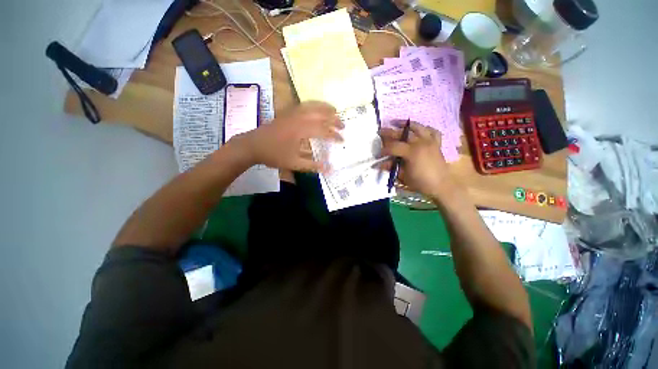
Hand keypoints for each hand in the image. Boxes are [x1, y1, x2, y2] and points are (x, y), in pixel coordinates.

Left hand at [237, 101, 343, 171]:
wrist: (252, 145)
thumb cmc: (273, 155)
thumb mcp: (294, 163)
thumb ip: (312, 165)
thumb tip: (329, 169)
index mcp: (301, 131)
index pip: (323, 130)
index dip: (334, 136)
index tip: (342, 140)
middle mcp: (298, 118)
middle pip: (320, 114)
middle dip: (333, 119)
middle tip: (343, 125)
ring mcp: (291, 113)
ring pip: (312, 105)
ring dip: (325, 107)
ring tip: (335, 111)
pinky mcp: (286, 112)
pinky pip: (303, 105)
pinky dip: (313, 104)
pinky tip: (316, 107)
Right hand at [379, 122, 456, 199]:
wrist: (441, 186)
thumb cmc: (421, 182)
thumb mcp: (403, 176)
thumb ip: (392, 167)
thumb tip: (380, 164)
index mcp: (411, 152)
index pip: (393, 147)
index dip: (384, 150)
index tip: (378, 155)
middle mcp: (421, 143)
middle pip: (402, 134)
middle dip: (389, 132)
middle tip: (380, 131)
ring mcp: (430, 141)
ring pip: (418, 127)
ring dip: (406, 124)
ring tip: (397, 123)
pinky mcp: (437, 144)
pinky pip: (432, 132)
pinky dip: (425, 129)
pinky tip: (419, 130)